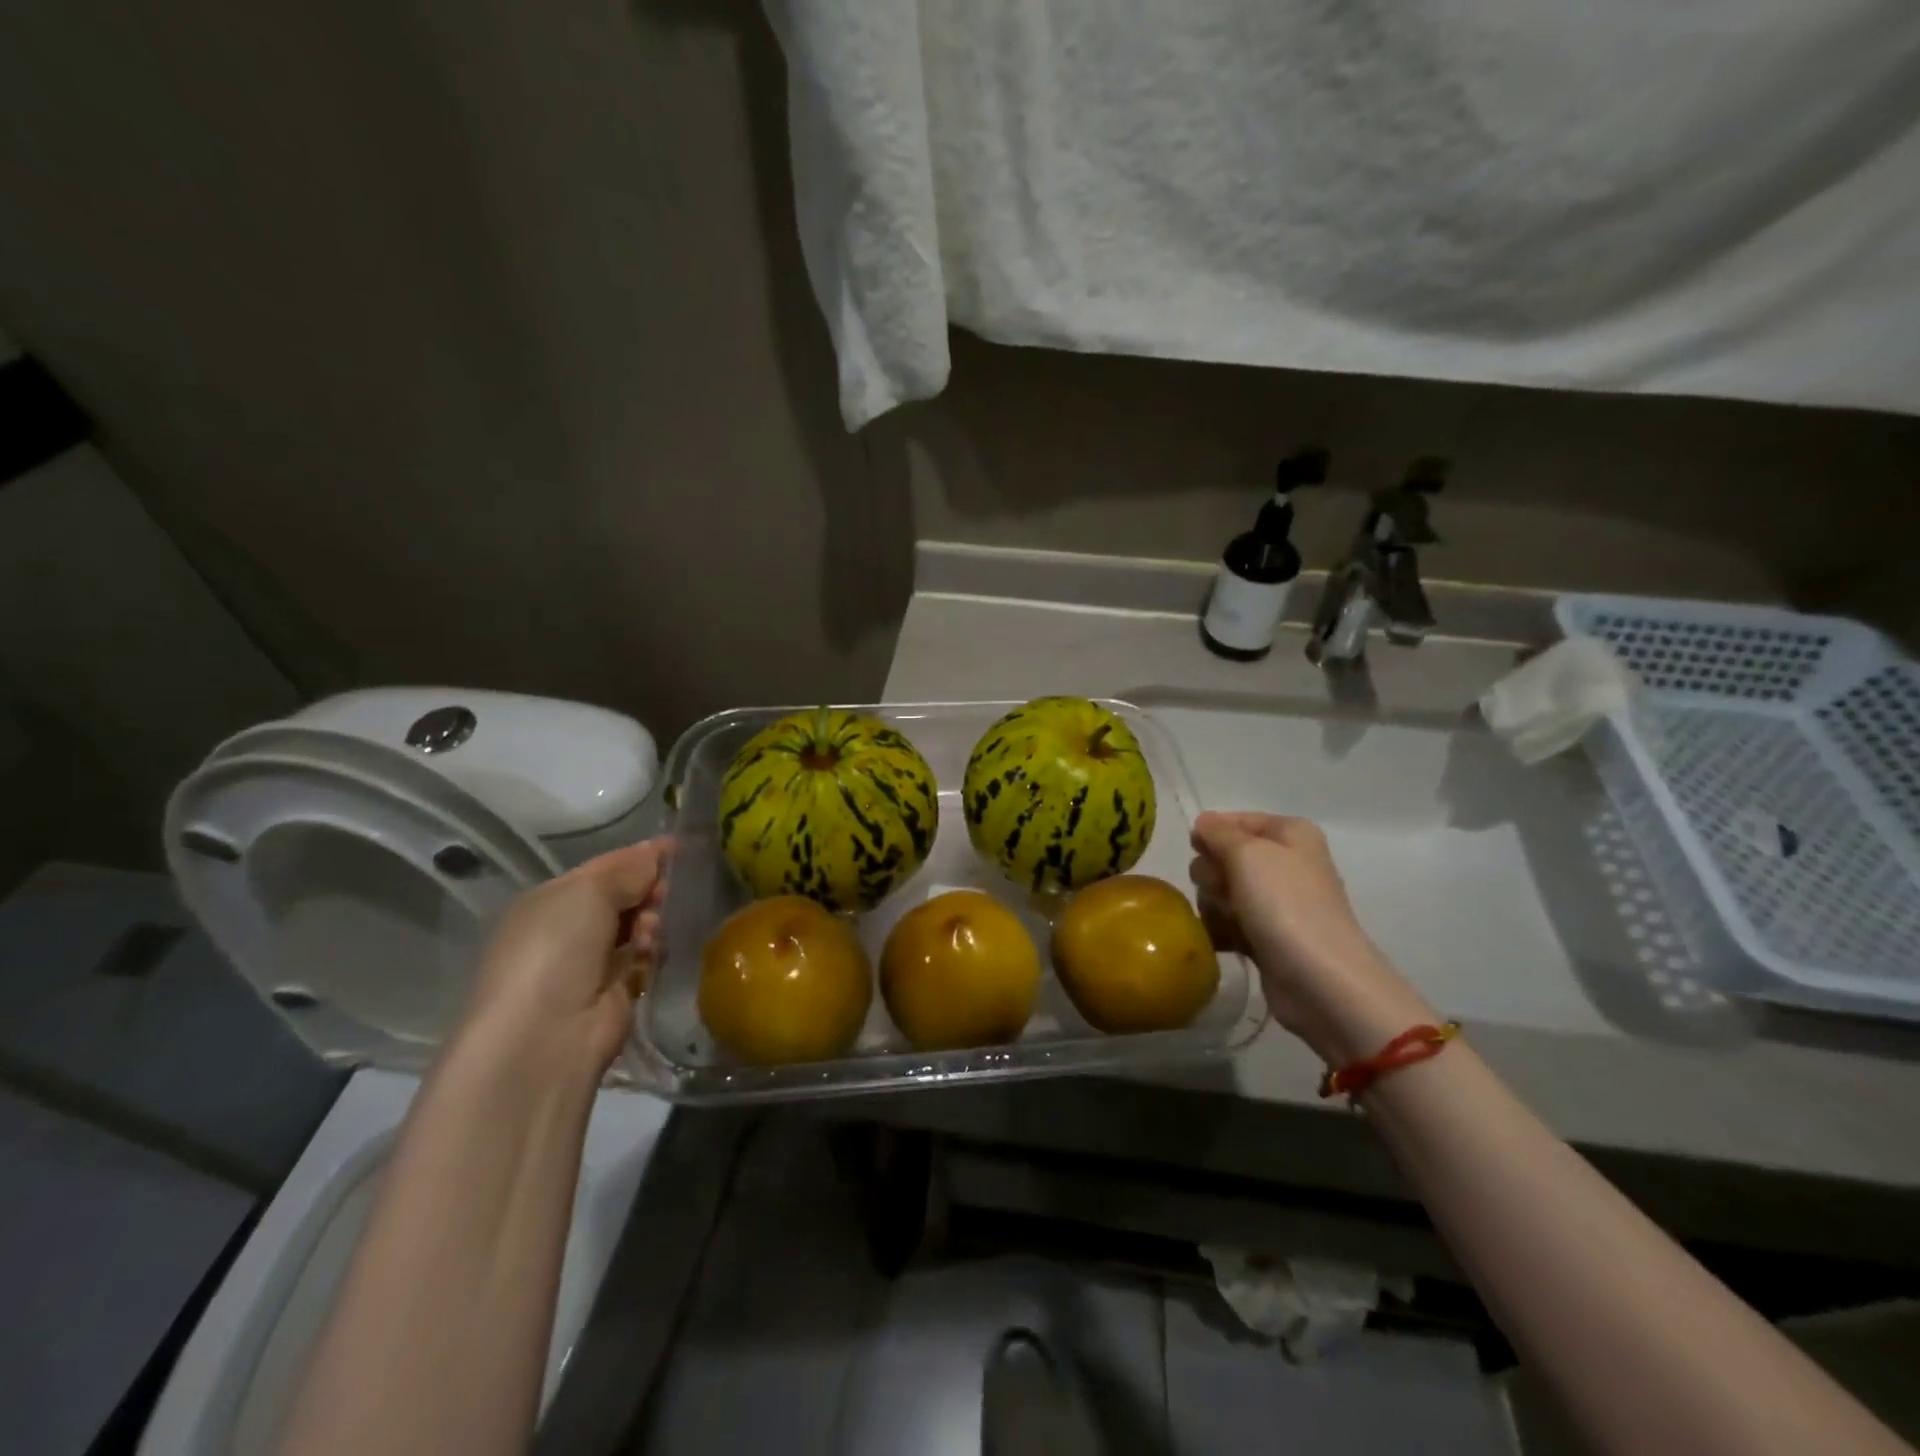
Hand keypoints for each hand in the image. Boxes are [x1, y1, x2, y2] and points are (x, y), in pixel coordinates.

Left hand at [458, 838, 672, 1076]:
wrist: (545, 1036)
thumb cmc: (556, 949)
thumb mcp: (588, 891)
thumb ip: (627, 869)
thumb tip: (657, 851)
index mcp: (550, 900)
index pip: (603, 868)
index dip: (639, 857)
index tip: (678, 847)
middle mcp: (567, 929)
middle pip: (622, 896)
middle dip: (647, 890)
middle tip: (663, 893)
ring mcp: (590, 963)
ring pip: (637, 926)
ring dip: (650, 921)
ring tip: (650, 931)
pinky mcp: (615, 993)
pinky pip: (644, 958)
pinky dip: (652, 951)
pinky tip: (652, 953)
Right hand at [1189, 812, 1430, 1064]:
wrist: (1321, 981)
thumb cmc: (1285, 905)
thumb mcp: (1247, 853)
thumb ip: (1218, 832)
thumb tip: (1203, 822)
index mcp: (1290, 834)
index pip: (1234, 820)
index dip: (1212, 835)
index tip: (1202, 853)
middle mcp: (1286, 862)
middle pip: (1224, 856)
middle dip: (1214, 874)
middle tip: (1226, 892)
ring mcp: (1277, 902)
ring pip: (1221, 891)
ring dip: (1215, 905)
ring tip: (1231, 923)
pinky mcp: (1267, 936)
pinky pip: (1229, 922)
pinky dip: (1222, 929)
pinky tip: (1225, 941)